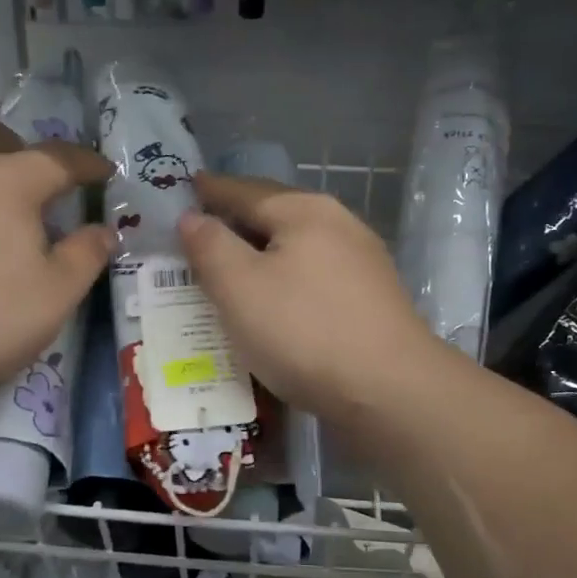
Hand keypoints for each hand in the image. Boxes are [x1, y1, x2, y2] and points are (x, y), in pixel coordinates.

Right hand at [177, 172, 445, 424]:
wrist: (389, 390)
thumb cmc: (304, 330)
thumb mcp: (239, 287)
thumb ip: (210, 246)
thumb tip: (193, 217)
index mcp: (304, 211)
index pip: (245, 191)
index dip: (211, 191)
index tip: (186, 187)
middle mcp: (339, 225)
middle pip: (276, 215)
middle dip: (237, 221)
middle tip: (201, 229)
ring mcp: (361, 262)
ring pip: (297, 248)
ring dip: (262, 253)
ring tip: (231, 266)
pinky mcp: (370, 299)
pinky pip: (313, 276)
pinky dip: (285, 279)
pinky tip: (275, 300)